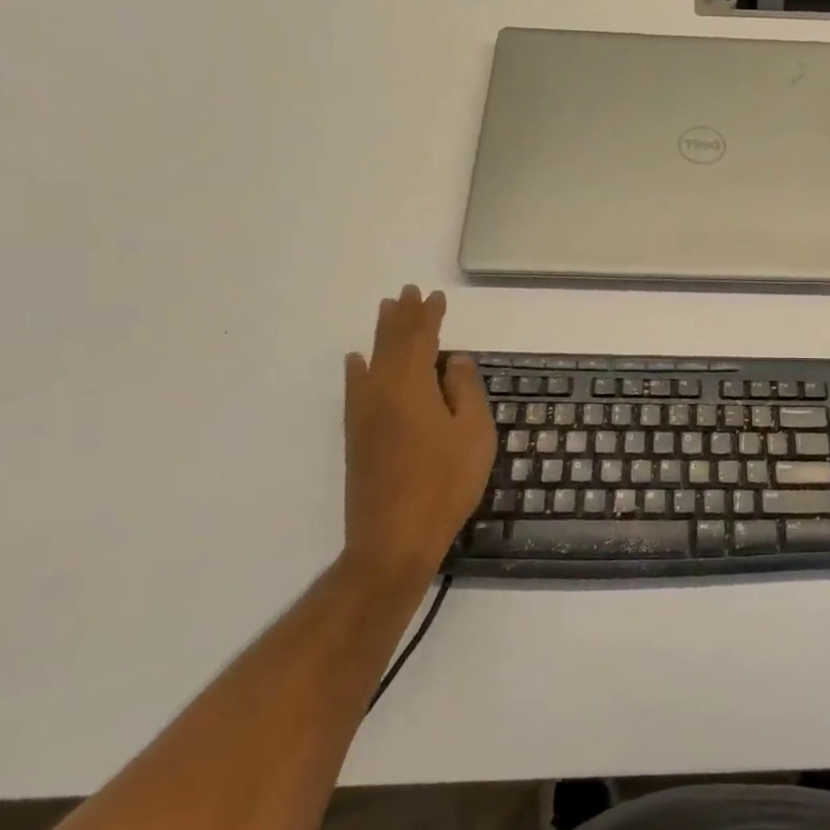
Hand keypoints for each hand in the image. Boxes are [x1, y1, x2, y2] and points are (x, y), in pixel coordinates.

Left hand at [342, 287, 496, 588]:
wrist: (394, 537)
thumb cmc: (445, 482)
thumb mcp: (474, 433)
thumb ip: (465, 390)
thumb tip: (455, 360)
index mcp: (411, 384)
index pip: (421, 338)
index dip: (429, 315)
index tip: (436, 296)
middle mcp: (381, 390)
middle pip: (391, 342)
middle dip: (402, 316)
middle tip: (408, 292)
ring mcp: (364, 413)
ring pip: (372, 360)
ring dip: (381, 334)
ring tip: (386, 310)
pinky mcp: (356, 436)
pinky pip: (355, 386)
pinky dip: (357, 369)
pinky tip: (355, 362)